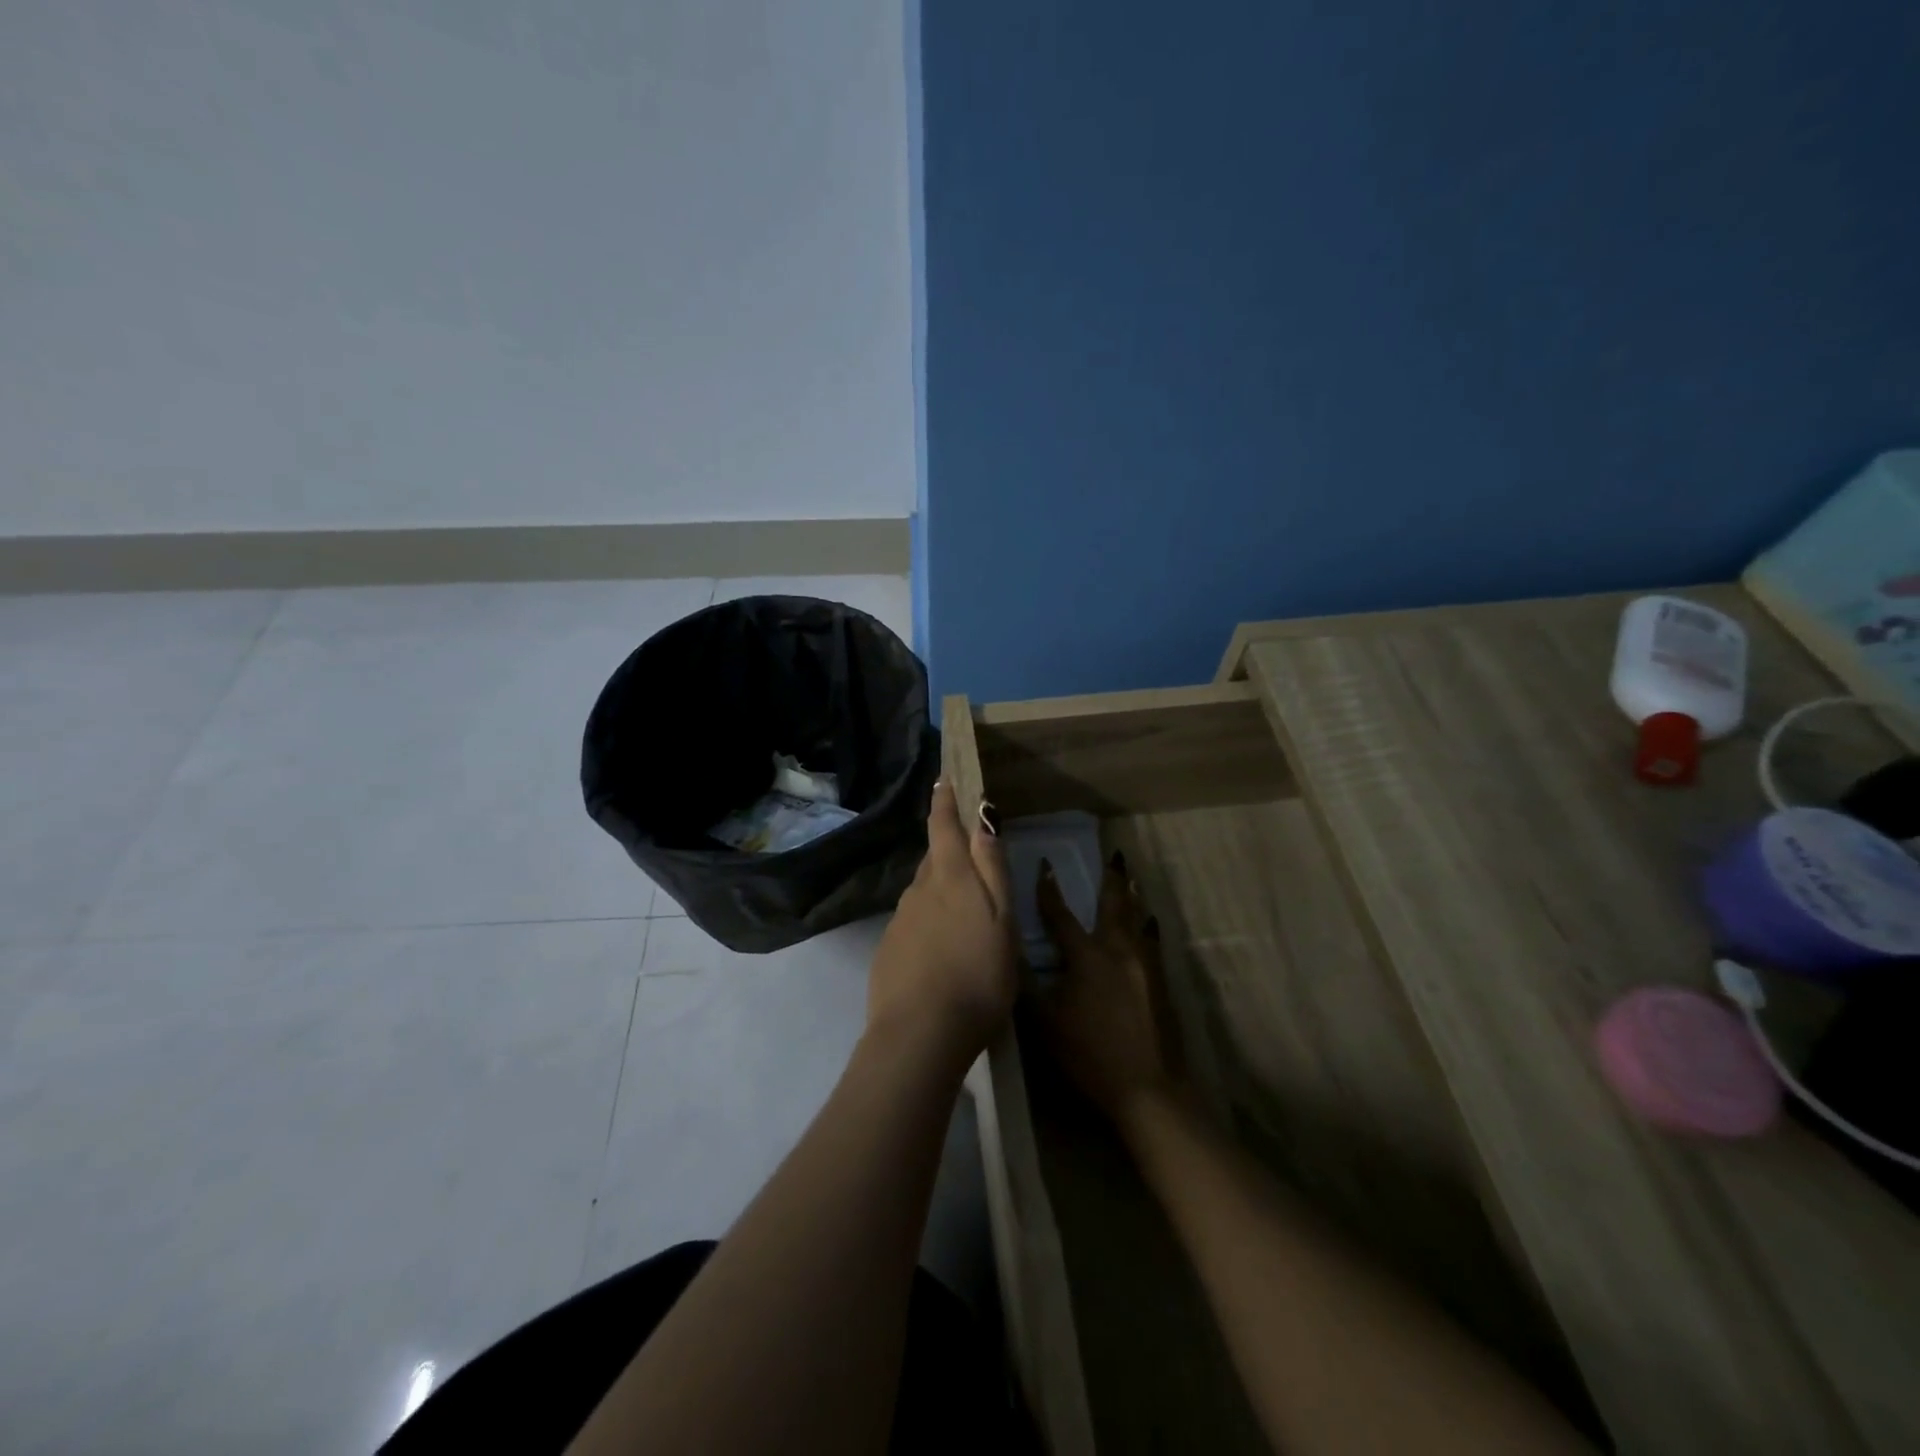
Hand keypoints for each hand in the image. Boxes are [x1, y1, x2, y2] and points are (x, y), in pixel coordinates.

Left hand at [866, 782, 1017, 1061]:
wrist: (920, 1034)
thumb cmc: (977, 975)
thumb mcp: (1001, 920)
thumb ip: (992, 868)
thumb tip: (983, 815)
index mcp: (950, 878)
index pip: (943, 826)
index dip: (944, 800)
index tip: (943, 778)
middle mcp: (919, 890)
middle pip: (934, 859)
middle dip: (948, 849)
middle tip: (968, 855)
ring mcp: (899, 921)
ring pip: (923, 893)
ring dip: (940, 891)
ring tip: (962, 913)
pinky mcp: (889, 951)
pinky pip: (913, 924)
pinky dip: (928, 925)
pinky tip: (941, 951)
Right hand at [1036, 851, 1181, 1126]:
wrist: (1149, 1088)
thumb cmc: (1091, 1055)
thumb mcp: (1046, 1023)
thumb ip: (1028, 984)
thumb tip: (1010, 950)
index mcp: (1087, 957)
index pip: (1062, 915)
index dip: (1049, 889)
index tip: (1045, 864)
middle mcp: (1118, 950)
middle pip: (1114, 905)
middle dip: (1112, 878)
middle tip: (1115, 854)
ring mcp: (1145, 965)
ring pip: (1138, 919)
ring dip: (1132, 896)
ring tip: (1131, 878)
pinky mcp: (1162, 982)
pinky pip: (1152, 941)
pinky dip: (1147, 925)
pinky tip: (1149, 923)